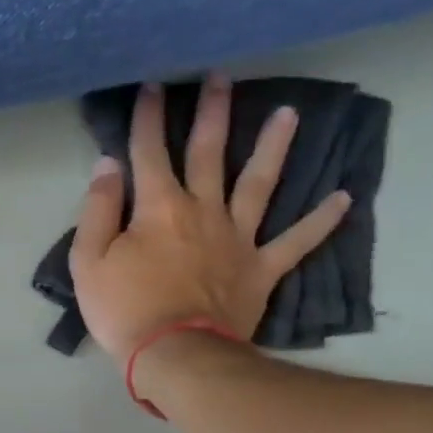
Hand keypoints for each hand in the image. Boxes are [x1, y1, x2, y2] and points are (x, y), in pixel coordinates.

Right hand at [69, 75, 350, 360]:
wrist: (175, 355)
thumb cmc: (125, 311)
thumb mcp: (89, 263)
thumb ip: (98, 210)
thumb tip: (108, 165)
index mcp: (159, 207)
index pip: (149, 152)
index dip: (148, 117)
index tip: (152, 86)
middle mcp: (203, 210)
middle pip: (209, 153)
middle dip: (212, 113)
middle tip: (220, 77)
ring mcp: (238, 238)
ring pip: (259, 184)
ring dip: (274, 147)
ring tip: (289, 113)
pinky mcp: (260, 270)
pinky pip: (295, 242)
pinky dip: (320, 221)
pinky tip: (343, 198)